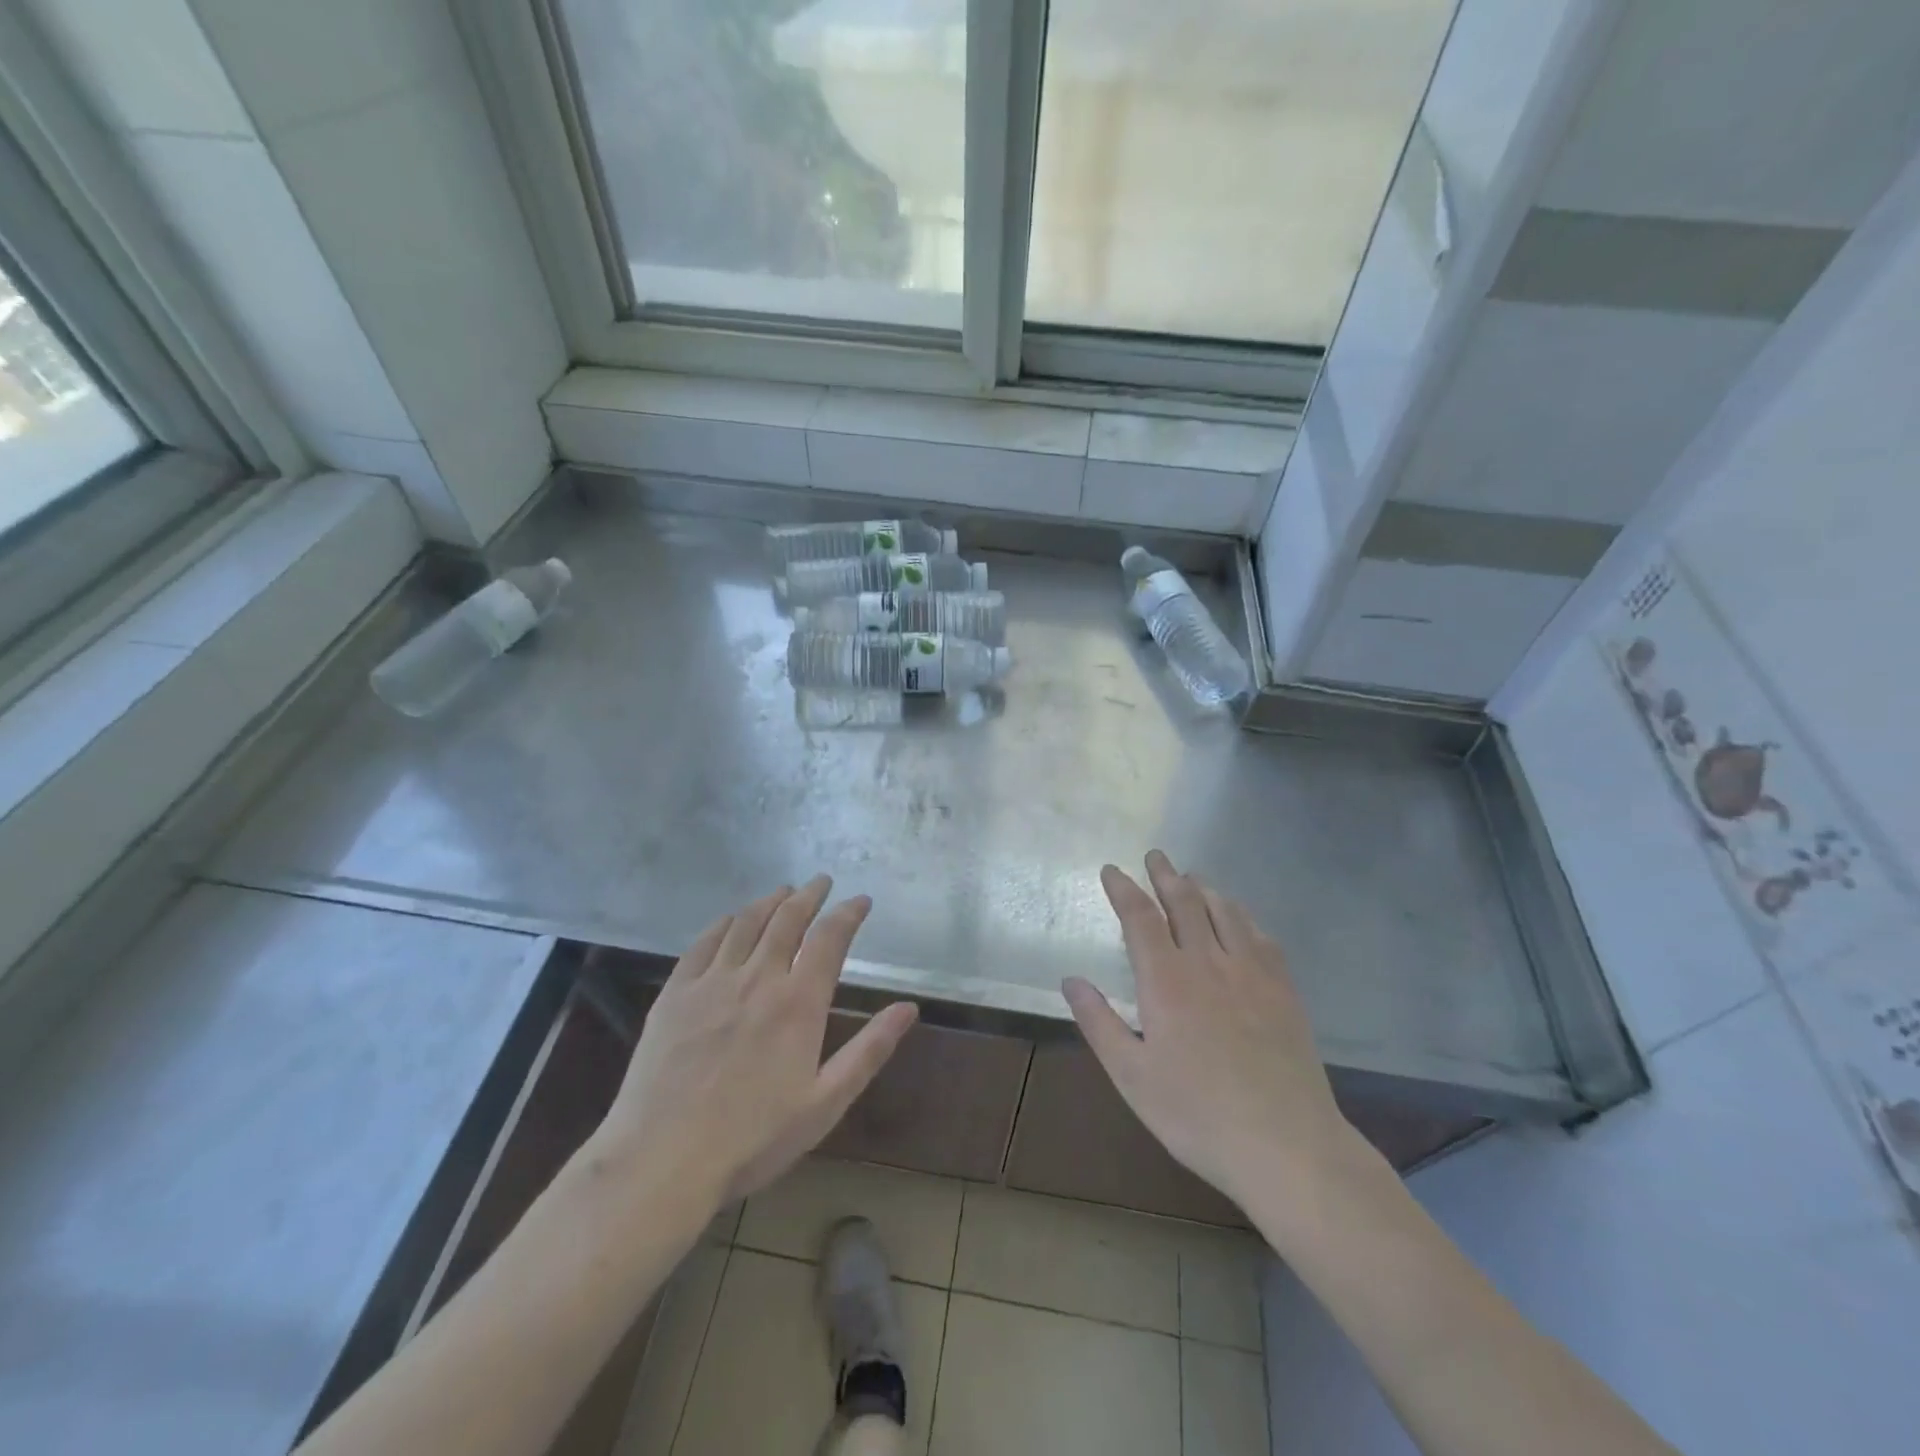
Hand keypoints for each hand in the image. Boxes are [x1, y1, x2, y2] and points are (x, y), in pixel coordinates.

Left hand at [594, 877, 917, 1216]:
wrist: (663, 1160)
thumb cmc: (753, 1138)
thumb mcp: (825, 1103)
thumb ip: (869, 1050)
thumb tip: (908, 1008)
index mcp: (798, 1003)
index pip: (830, 938)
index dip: (848, 913)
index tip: (861, 900)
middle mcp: (758, 978)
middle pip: (787, 919)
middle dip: (809, 895)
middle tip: (821, 882)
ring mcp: (712, 982)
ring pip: (746, 923)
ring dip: (769, 901)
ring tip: (783, 890)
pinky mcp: (675, 994)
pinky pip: (703, 943)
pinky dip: (724, 922)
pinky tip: (731, 918)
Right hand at [1062, 851, 1361, 1211]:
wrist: (1287, 1145)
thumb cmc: (1197, 1114)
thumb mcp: (1132, 1076)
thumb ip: (1100, 1023)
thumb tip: (1071, 980)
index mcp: (1167, 981)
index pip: (1140, 917)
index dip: (1124, 889)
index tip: (1112, 870)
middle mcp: (1208, 963)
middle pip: (1185, 902)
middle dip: (1166, 875)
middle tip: (1156, 856)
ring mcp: (1252, 973)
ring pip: (1225, 912)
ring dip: (1204, 888)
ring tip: (1192, 877)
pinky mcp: (1283, 990)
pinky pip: (1261, 936)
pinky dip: (1243, 916)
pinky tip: (1240, 918)